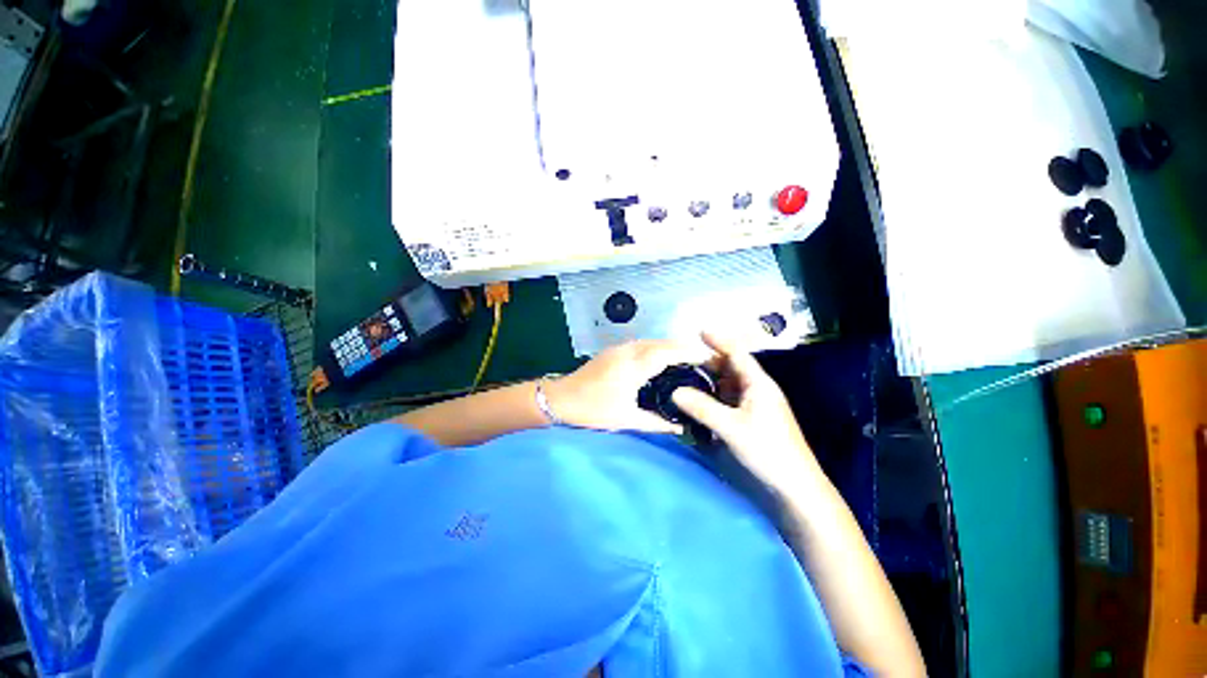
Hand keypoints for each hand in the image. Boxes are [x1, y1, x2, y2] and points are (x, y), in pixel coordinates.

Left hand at [545, 339, 712, 433]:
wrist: (560, 399)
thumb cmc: (593, 410)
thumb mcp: (626, 420)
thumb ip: (656, 423)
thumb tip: (680, 428)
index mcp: (634, 366)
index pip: (668, 352)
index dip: (689, 352)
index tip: (708, 357)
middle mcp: (628, 351)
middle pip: (662, 343)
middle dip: (684, 347)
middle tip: (703, 359)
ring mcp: (619, 348)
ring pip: (652, 341)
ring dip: (670, 346)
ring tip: (687, 358)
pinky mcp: (613, 350)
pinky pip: (642, 344)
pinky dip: (657, 347)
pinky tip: (662, 359)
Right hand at [671, 332, 819, 490]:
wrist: (795, 485)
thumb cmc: (767, 450)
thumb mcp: (731, 427)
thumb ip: (702, 407)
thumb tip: (675, 391)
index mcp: (758, 383)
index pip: (737, 353)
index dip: (719, 340)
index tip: (699, 331)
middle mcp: (758, 389)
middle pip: (732, 367)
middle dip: (710, 360)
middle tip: (684, 358)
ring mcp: (756, 403)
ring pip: (730, 383)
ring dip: (711, 378)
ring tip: (688, 375)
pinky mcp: (753, 417)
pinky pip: (730, 398)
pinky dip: (715, 394)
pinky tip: (702, 398)